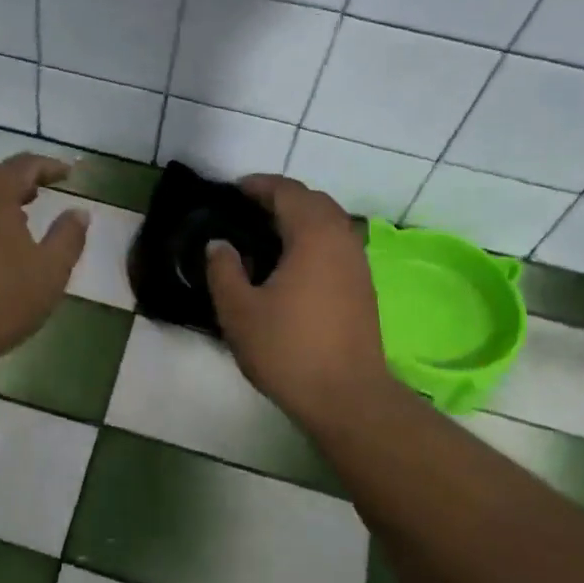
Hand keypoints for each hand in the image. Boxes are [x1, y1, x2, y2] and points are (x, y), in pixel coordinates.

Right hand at [206, 175, 387, 428]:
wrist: (346, 396)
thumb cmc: (287, 349)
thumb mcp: (239, 311)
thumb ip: (223, 270)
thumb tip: (220, 245)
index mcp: (313, 235)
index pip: (287, 191)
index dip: (258, 186)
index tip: (232, 191)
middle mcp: (342, 240)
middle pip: (313, 201)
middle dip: (280, 198)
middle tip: (246, 212)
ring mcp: (358, 264)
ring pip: (329, 224)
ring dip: (299, 220)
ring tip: (264, 238)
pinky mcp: (363, 288)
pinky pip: (336, 246)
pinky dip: (312, 241)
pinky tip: (289, 267)